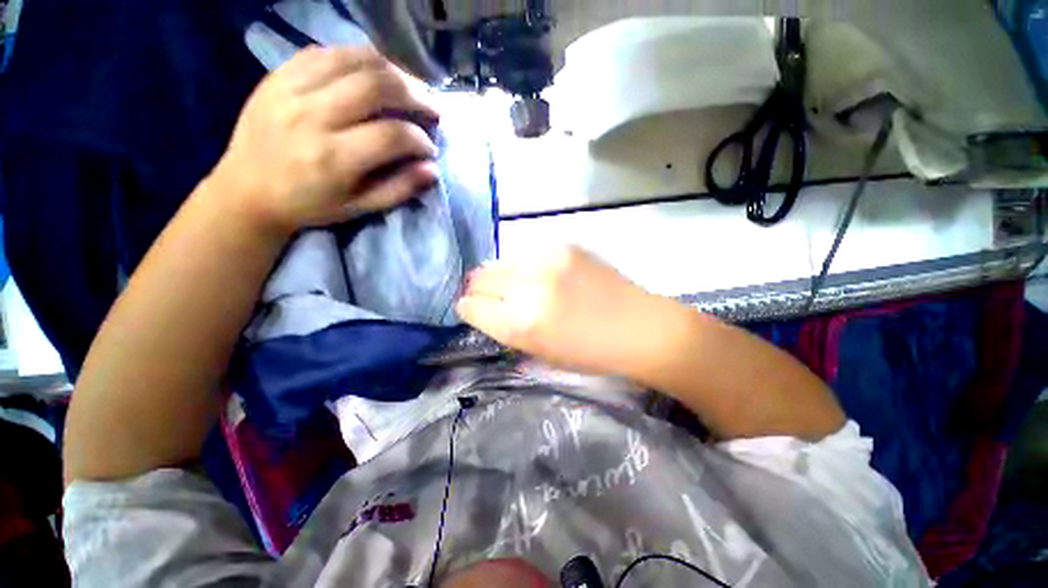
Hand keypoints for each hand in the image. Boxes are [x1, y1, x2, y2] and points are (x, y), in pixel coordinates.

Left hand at [211, 46, 440, 235]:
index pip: (392, 135)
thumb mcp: (359, 208)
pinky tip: (374, 72)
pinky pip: (326, 52)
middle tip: (431, 109)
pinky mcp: (278, 75)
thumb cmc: (309, 205)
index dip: (420, 139)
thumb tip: (432, 169)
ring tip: (410, 87)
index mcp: (333, 158)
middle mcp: (312, 117)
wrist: (246, 189)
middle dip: (415, 95)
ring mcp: (291, 89)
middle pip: (376, 87)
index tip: (431, 148)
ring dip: (392, 70)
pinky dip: (357, 58)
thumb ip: (399, 189)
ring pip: (354, 60)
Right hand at [457, 247, 679, 376]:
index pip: (470, 306)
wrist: (639, 326)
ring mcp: (545, 259)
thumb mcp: (538, 353)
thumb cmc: (590, 353)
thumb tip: (482, 307)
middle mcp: (526, 286)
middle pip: (478, 277)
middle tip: (495, 298)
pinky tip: (545, 276)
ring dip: (503, 276)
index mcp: (519, 323)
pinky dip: (526, 266)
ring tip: (522, 286)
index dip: (470, 309)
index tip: (475, 310)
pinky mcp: (563, 244)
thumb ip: (505, 328)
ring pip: (499, 261)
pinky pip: (527, 253)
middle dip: (480, 290)